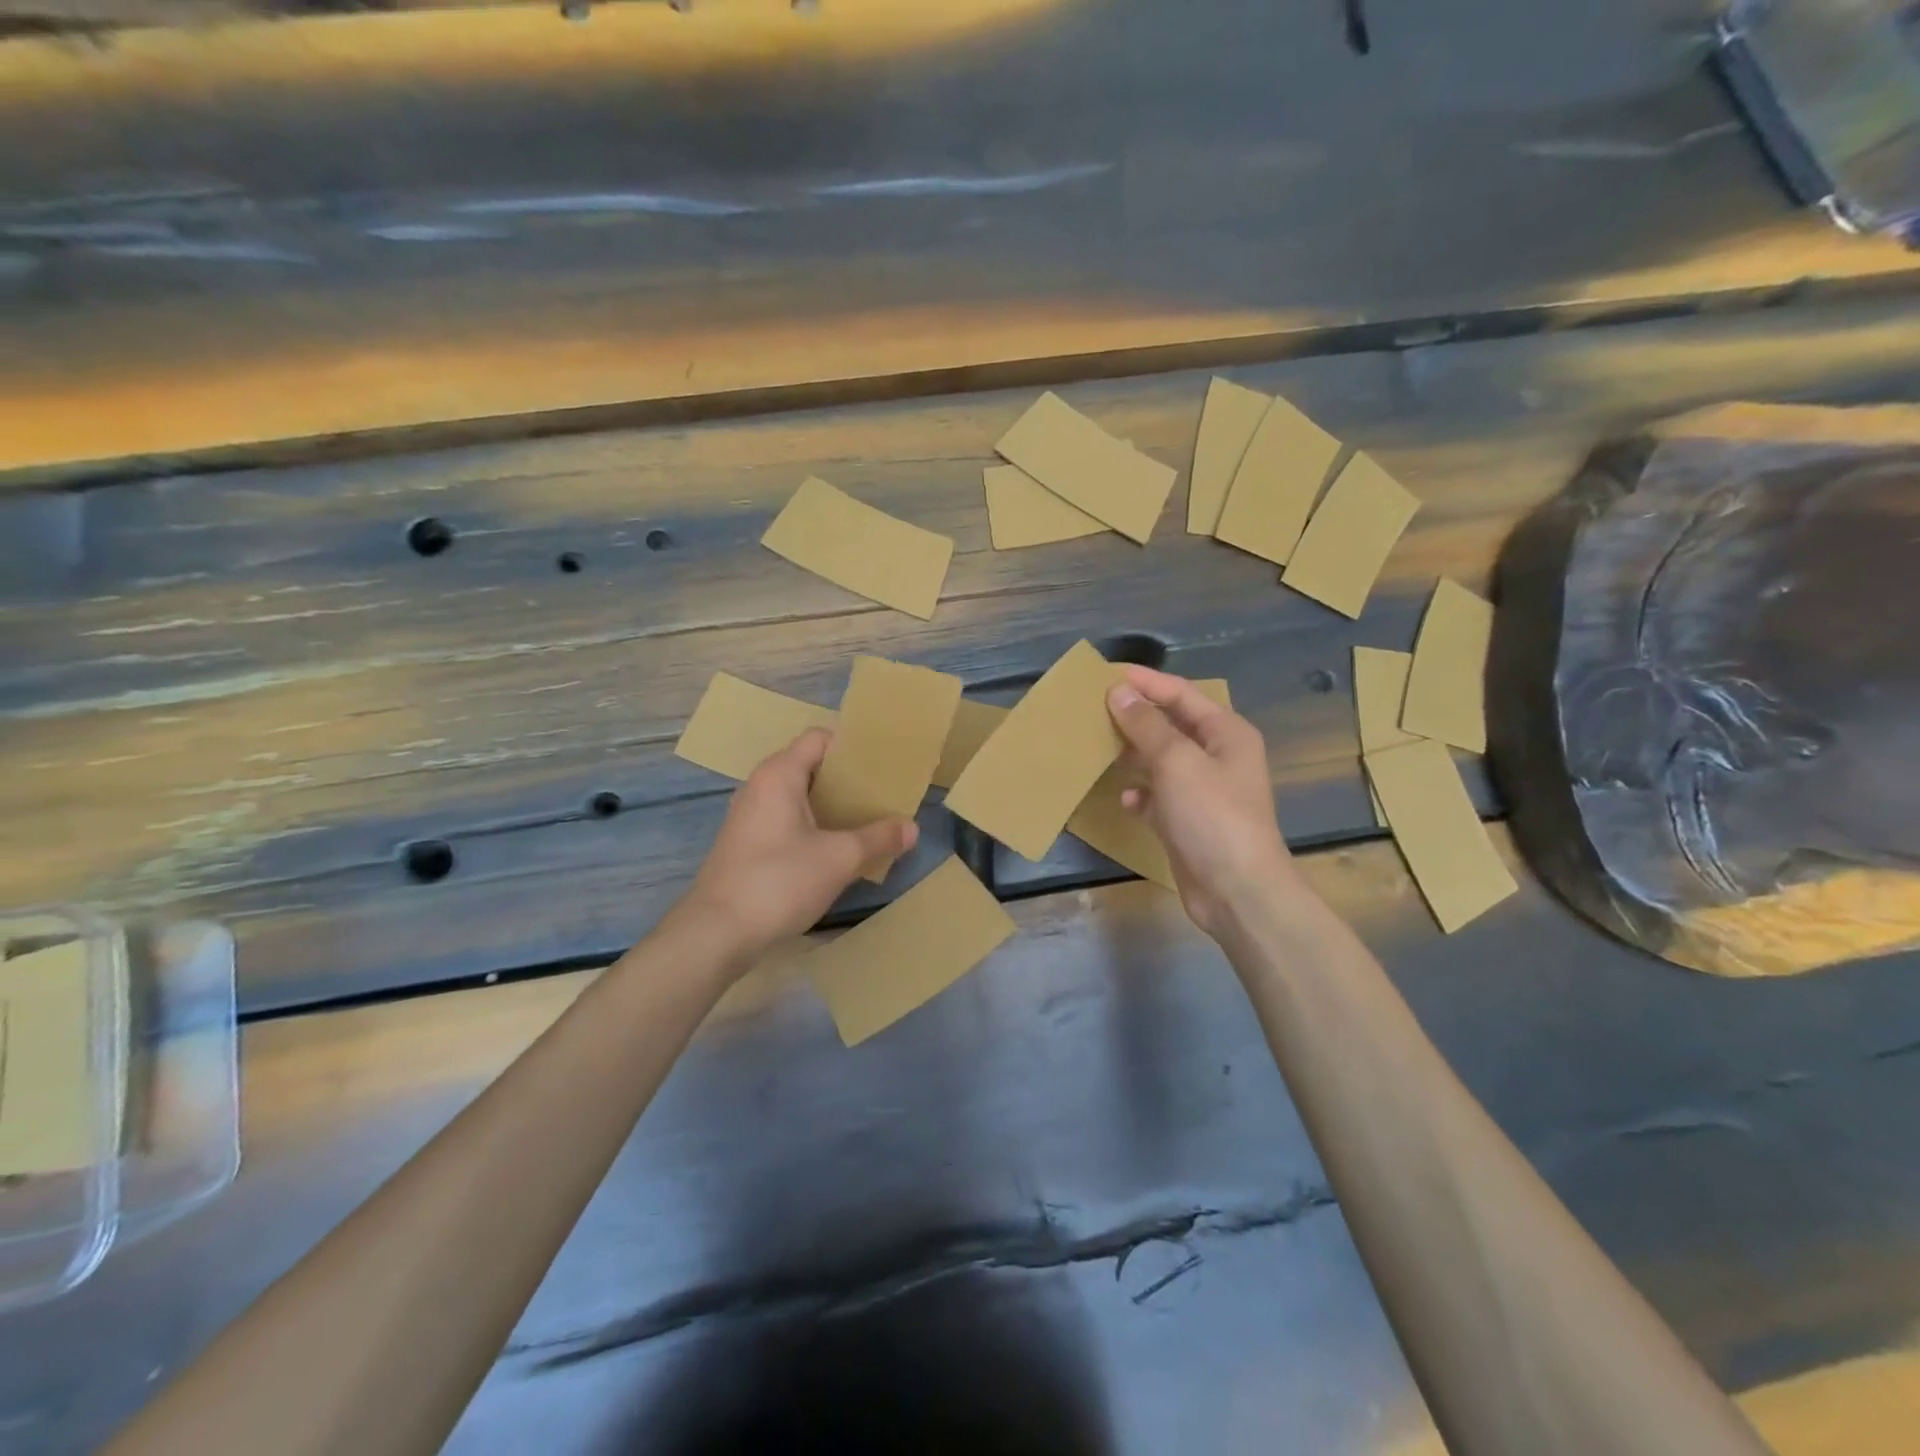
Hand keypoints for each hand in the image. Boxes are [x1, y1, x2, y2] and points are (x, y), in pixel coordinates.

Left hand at [677, 728, 918, 965]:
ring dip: (833, 807)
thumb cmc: (779, 882)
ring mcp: (750, 817)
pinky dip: (815, 827)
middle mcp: (760, 787)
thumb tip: (912, 827)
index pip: (819, 738)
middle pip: (811, 767)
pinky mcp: (747, 845)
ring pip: (800, 797)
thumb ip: (878, 838)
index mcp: (779, 775)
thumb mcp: (840, 858)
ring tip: (868, 822)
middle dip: (848, 780)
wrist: (716, 934)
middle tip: (883, 795)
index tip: (883, 764)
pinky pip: (788, 821)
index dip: (852, 746)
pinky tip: (838, 851)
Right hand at [1106, 666, 1298, 936]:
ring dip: (1133, 752)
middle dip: (1135, 716)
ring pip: (1161, 760)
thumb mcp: (1176, 762)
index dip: (1145, 681)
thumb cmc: (1212, 816)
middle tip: (1093, 707)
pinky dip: (1141, 793)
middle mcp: (1218, 756)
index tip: (1104, 674)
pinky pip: (1158, 796)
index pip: (1181, 693)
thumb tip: (1118, 692)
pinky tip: (1123, 797)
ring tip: (1097, 744)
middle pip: (1171, 724)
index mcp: (1226, 732)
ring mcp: (1204, 790)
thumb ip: (1146, 725)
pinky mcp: (1188, 821)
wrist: (1237, 891)